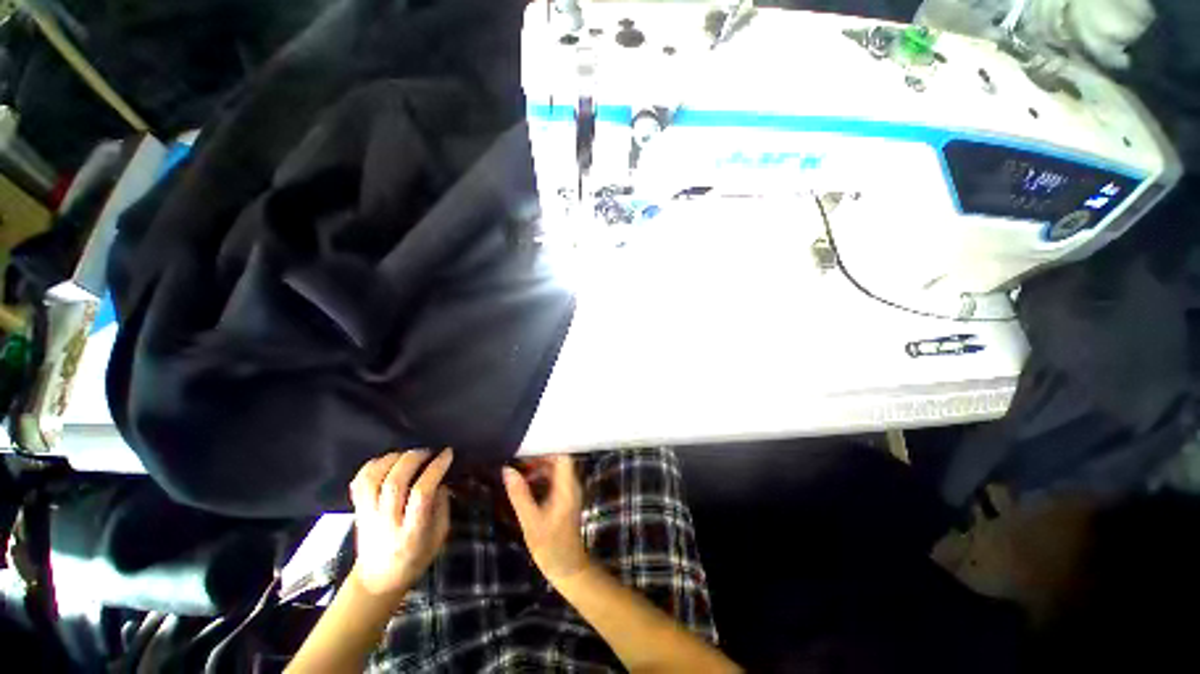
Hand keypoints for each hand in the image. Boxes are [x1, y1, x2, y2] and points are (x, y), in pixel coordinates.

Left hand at [349, 448, 452, 596]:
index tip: (447, 454)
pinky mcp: (357, 511)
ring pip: (373, 479)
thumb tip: (440, 480)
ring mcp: (368, 516)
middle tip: (428, 451)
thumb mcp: (439, 535)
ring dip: (392, 459)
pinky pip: (359, 482)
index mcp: (412, 531)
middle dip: (413, 459)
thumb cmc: (416, 557)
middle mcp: (387, 522)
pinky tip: (388, 461)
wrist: (378, 579)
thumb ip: (442, 506)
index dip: (435, 469)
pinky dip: (372, 465)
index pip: (421, 494)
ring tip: (408, 454)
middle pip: (394, 483)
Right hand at [502, 454, 589, 582]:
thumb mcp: (531, 521)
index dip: (546, 451)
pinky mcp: (565, 500)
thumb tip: (507, 470)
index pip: (562, 457)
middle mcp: (571, 485)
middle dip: (539, 460)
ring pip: (555, 472)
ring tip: (518, 474)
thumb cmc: (551, 546)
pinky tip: (525, 487)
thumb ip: (519, 494)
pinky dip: (541, 480)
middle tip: (517, 463)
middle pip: (558, 462)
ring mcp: (569, 493)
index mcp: (567, 487)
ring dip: (539, 470)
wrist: (568, 569)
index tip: (526, 452)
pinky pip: (554, 482)